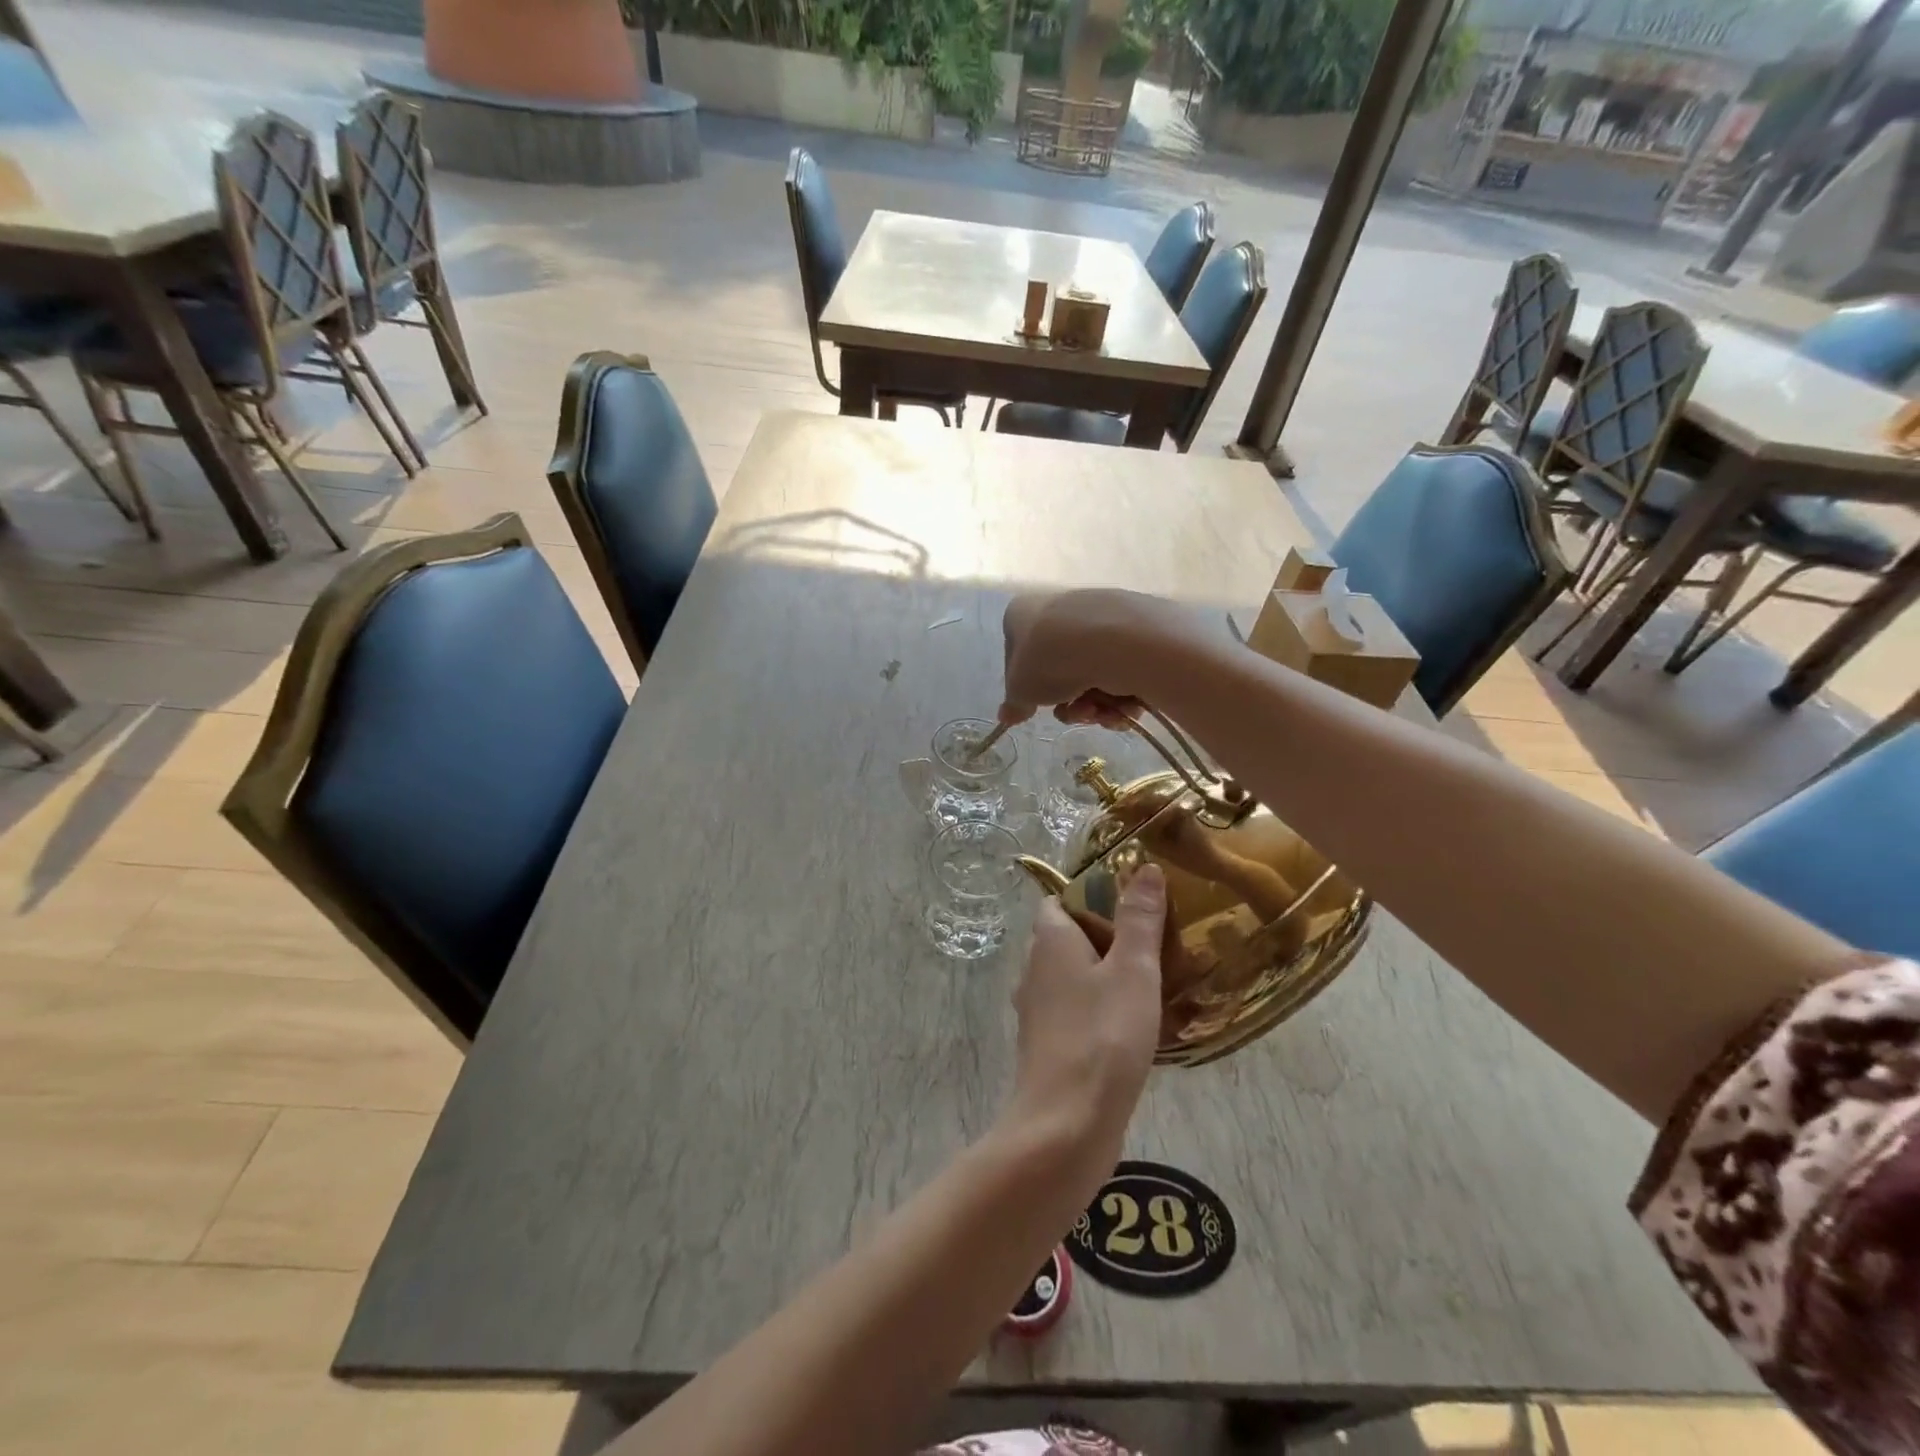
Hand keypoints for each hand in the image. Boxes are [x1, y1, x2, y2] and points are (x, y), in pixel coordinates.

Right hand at [998, 590, 1168, 728]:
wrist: (1113, 641)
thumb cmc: (1051, 660)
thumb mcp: (1021, 690)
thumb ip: (1014, 704)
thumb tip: (1006, 715)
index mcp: (1023, 613)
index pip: (1017, 655)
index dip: (1026, 688)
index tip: (1035, 708)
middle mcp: (1060, 608)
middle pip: (1060, 669)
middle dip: (1068, 702)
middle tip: (1074, 714)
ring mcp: (1099, 616)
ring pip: (1092, 674)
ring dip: (1094, 704)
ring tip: (1101, 712)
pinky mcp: (1135, 628)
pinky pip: (1121, 670)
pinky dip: (1121, 694)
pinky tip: (1124, 705)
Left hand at [1004, 865, 1167, 1166]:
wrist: (1067, 1124)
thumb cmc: (1103, 1036)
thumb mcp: (1132, 970)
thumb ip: (1139, 919)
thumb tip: (1142, 866)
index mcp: (1049, 941)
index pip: (1058, 900)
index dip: (1090, 895)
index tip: (1131, 902)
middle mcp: (1034, 969)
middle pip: (1066, 937)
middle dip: (1104, 935)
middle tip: (1151, 942)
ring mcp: (1037, 1011)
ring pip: (1070, 977)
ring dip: (1102, 975)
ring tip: (1149, 981)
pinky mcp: (1047, 1046)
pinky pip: (1073, 1012)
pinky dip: (1097, 1009)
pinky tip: (1132, 1026)